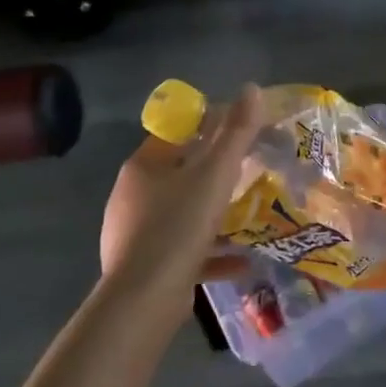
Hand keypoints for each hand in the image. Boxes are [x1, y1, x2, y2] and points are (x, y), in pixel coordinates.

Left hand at [100, 85, 262, 325]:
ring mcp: (136, 234)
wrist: (145, 299)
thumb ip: (236, 132)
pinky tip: (243, 262)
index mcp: (143, 167)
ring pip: (182, 215)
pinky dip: (212, 253)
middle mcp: (133, 196)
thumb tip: (252, 88)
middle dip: (215, 174)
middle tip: (251, 173)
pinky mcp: (146, 267)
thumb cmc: (179, 225)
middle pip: (180, 174)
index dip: (207, 127)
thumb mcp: (215, 174)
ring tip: (250, 215)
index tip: (240, 132)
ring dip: (215, 215)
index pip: (175, 133)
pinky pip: (185, 252)